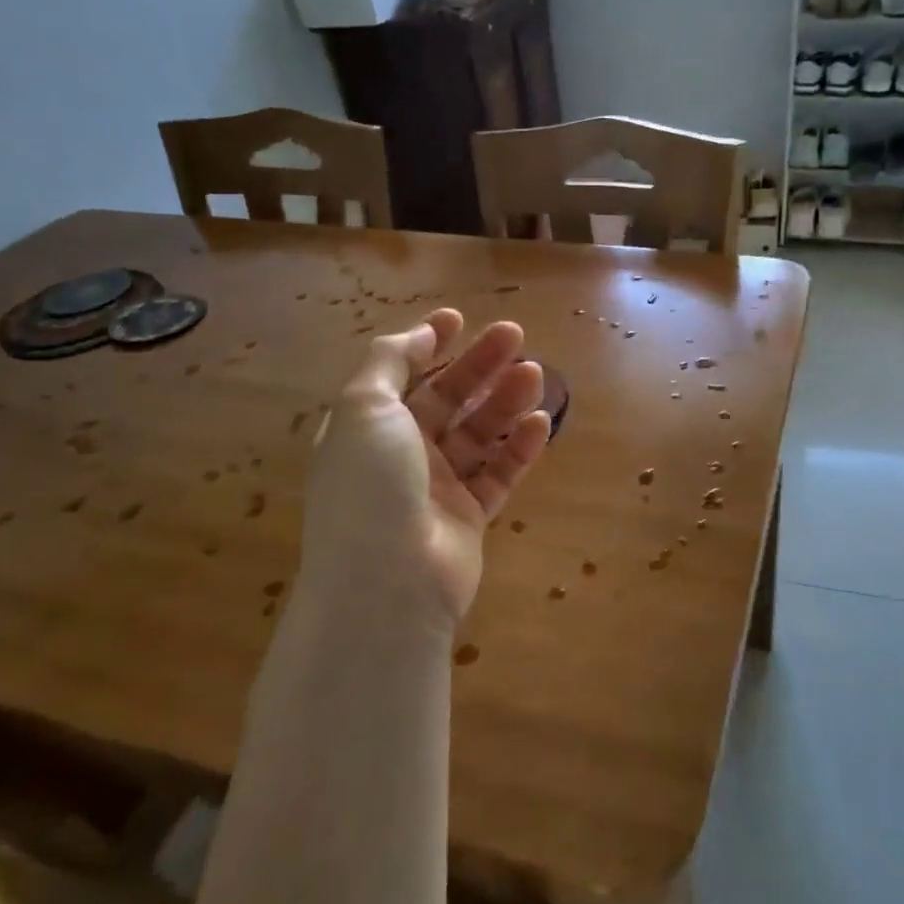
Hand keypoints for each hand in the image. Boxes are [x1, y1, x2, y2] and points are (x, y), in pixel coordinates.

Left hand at [301, 310, 551, 631]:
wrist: (388, 584)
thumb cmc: (369, 487)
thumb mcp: (363, 407)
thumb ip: (389, 361)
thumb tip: (419, 334)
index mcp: (367, 427)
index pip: (400, 376)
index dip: (428, 344)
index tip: (460, 319)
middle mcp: (400, 454)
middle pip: (446, 399)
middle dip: (478, 365)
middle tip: (516, 336)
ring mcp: (437, 487)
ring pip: (477, 433)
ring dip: (504, 400)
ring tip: (535, 374)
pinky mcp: (470, 516)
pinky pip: (499, 473)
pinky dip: (518, 447)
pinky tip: (540, 422)